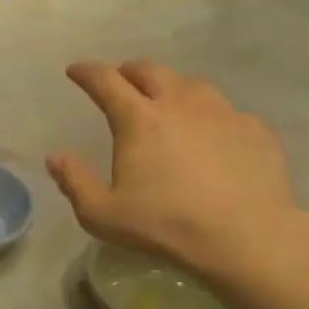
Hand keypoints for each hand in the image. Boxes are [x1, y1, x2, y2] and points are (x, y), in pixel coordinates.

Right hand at [47, 60, 308, 292]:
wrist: (247, 238)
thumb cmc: (165, 225)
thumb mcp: (102, 214)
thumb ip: (74, 182)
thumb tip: (55, 157)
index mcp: (138, 119)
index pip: (105, 81)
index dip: (86, 72)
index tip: (75, 71)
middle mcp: (179, 104)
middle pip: (149, 71)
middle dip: (128, 71)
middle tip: (120, 81)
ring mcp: (222, 113)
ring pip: (190, 84)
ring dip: (170, 87)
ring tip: (165, 101)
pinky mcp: (254, 129)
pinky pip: (225, 110)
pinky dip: (207, 114)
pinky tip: (209, 134)